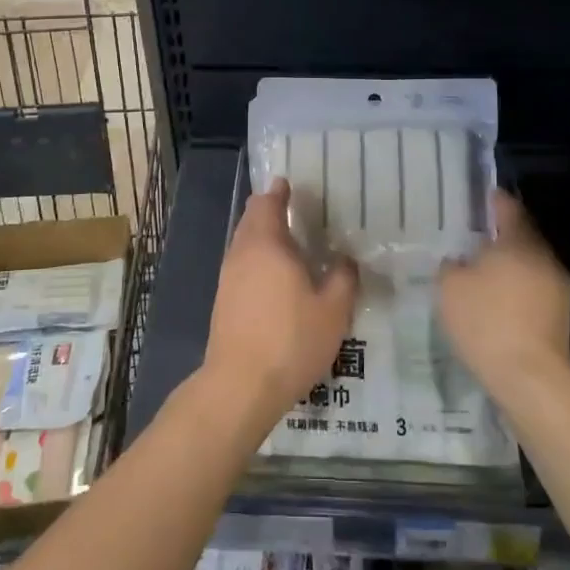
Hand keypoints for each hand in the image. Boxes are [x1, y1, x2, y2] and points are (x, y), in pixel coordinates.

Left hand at [202, 178, 358, 425]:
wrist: (241, 385)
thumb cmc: (291, 340)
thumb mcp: (333, 311)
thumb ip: (342, 278)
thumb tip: (345, 259)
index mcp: (268, 245)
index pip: (267, 204)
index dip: (278, 192)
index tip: (289, 184)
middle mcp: (242, 253)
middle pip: (251, 220)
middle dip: (269, 210)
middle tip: (293, 209)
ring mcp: (228, 278)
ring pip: (244, 243)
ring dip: (262, 236)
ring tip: (288, 242)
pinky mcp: (224, 301)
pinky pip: (241, 265)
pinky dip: (257, 259)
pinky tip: (275, 277)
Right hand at [438, 189, 569, 398]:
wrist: (529, 378)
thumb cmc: (486, 321)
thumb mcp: (450, 286)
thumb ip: (451, 264)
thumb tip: (458, 260)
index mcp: (519, 241)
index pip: (507, 207)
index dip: (491, 201)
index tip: (475, 199)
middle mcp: (544, 257)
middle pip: (520, 235)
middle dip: (496, 236)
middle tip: (468, 238)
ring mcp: (557, 287)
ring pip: (527, 264)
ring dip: (506, 265)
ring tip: (477, 272)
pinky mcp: (559, 316)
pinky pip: (532, 289)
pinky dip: (514, 288)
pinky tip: (493, 302)